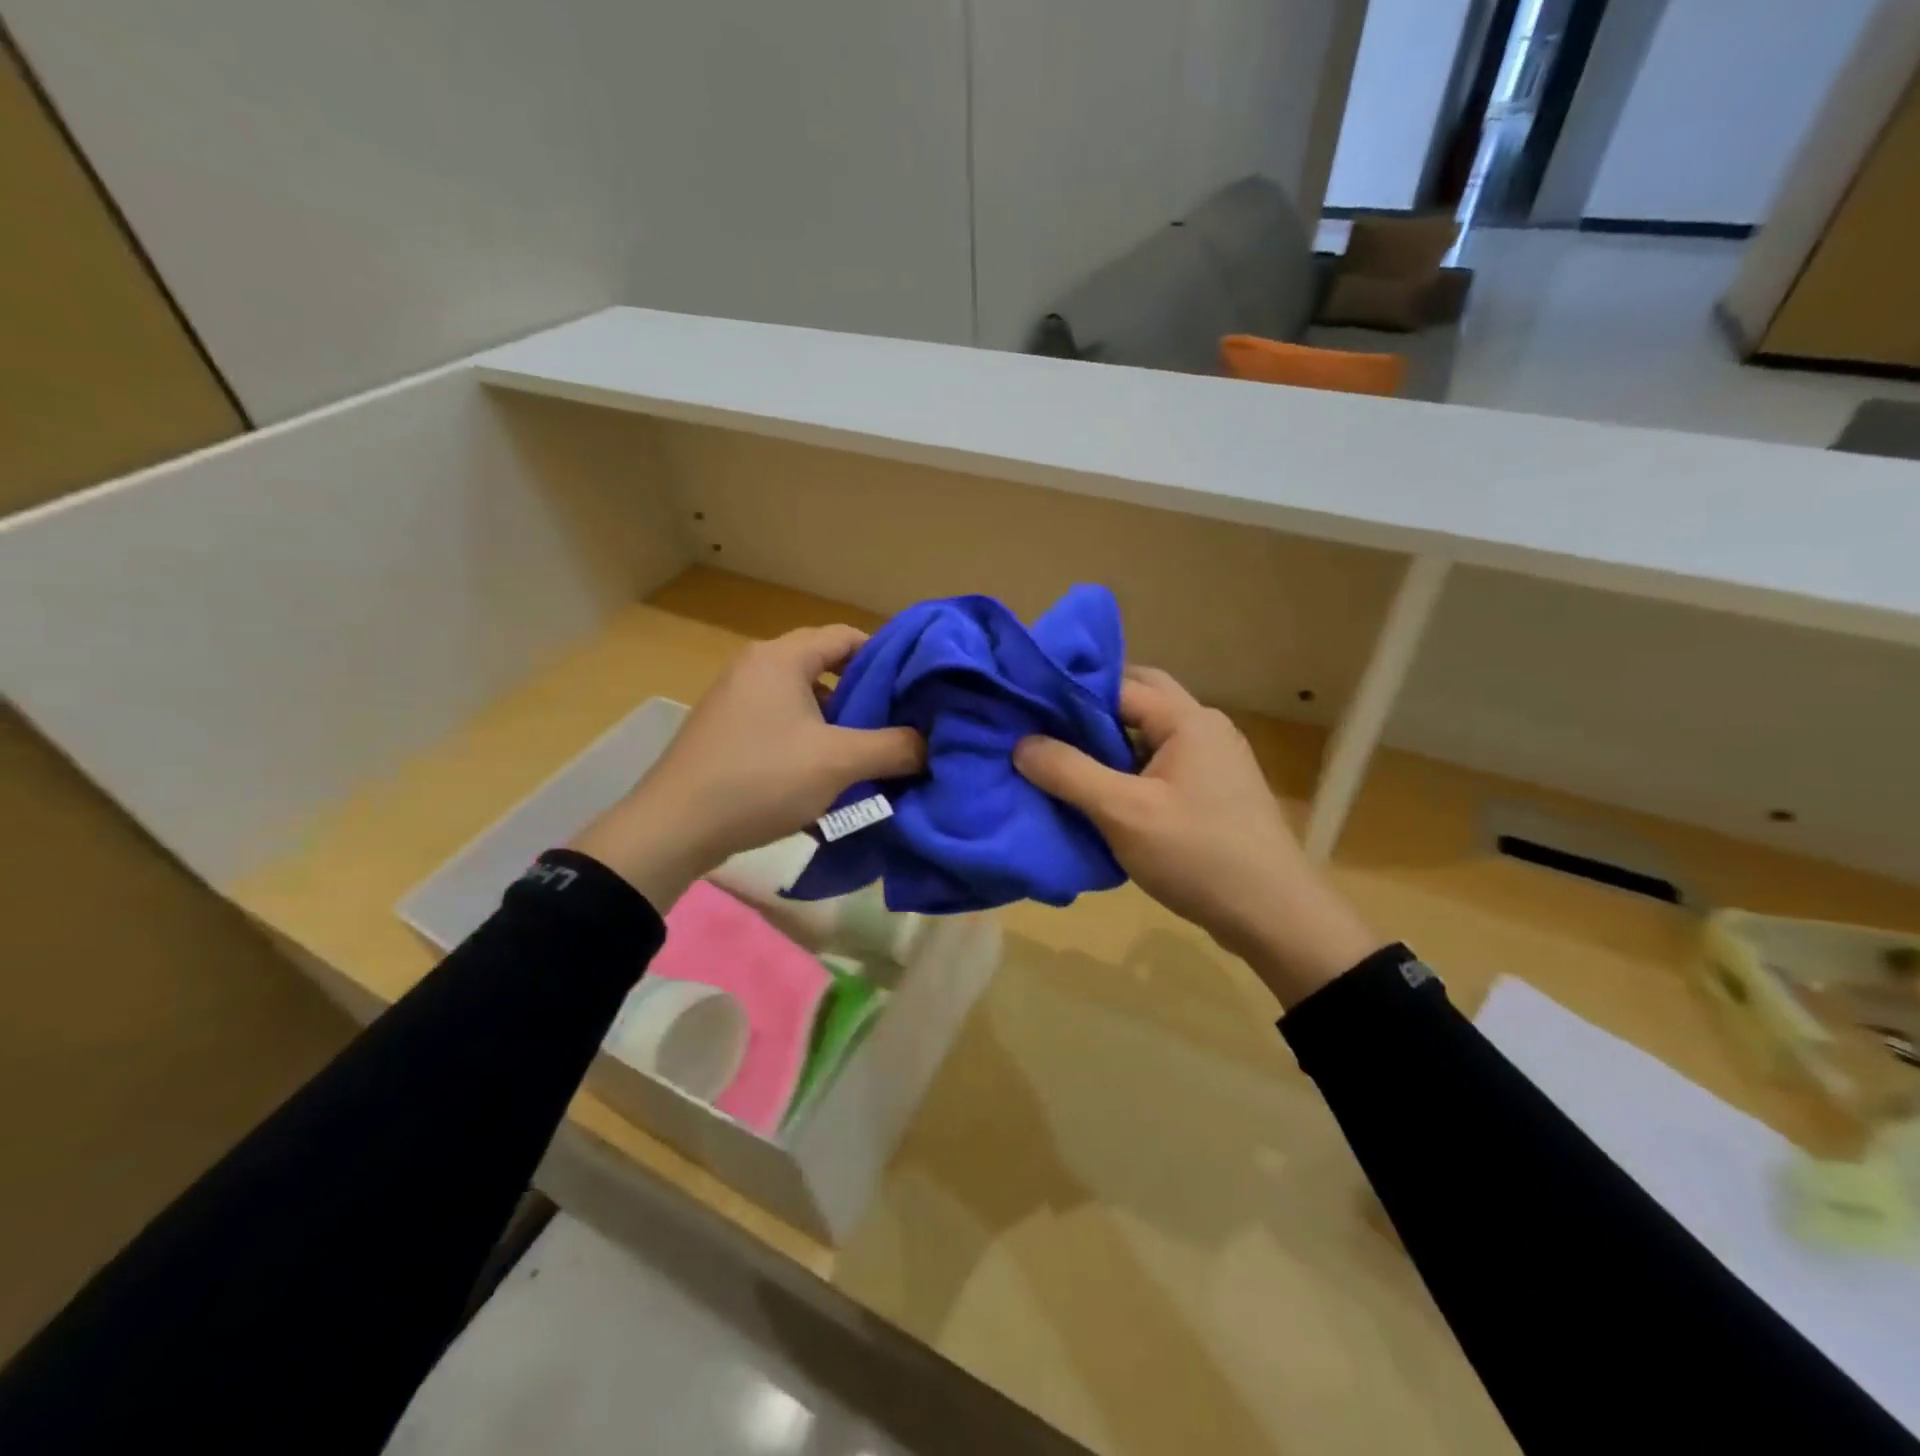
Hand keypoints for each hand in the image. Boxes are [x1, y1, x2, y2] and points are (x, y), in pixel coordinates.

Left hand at [571, 626, 924, 909]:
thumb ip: (894, 748)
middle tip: (897, 725)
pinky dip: (808, 738)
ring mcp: (735, 698)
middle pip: (826, 667)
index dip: (887, 658)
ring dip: (837, 723)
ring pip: (803, 699)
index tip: (914, 688)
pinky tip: (824, 774)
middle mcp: (756, 666)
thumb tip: (931, 744)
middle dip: (865, 696)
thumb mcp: (839, 762)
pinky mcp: (726, 730)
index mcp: (782, 657)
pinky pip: (780, 722)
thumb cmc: (761, 779)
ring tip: (867, 754)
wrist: (675, 827)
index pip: (846, 636)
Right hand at [1014, 666, 1381, 1006]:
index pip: (1120, 684)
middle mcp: (1206, 727)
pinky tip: (1103, 794)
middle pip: (1140, 700)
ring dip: (1111, 742)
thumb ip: (1068, 773)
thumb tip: (1021, 743)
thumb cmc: (1197, 854)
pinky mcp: (1215, 792)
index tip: (1029, 708)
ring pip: (1151, 734)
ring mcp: (1215, 760)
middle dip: (1093, 710)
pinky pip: (1163, 764)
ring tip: (1065, 760)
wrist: (1273, 915)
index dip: (1073, 692)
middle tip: (1048, 730)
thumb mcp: (1123, 813)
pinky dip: (1130, 768)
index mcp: (1188, 719)